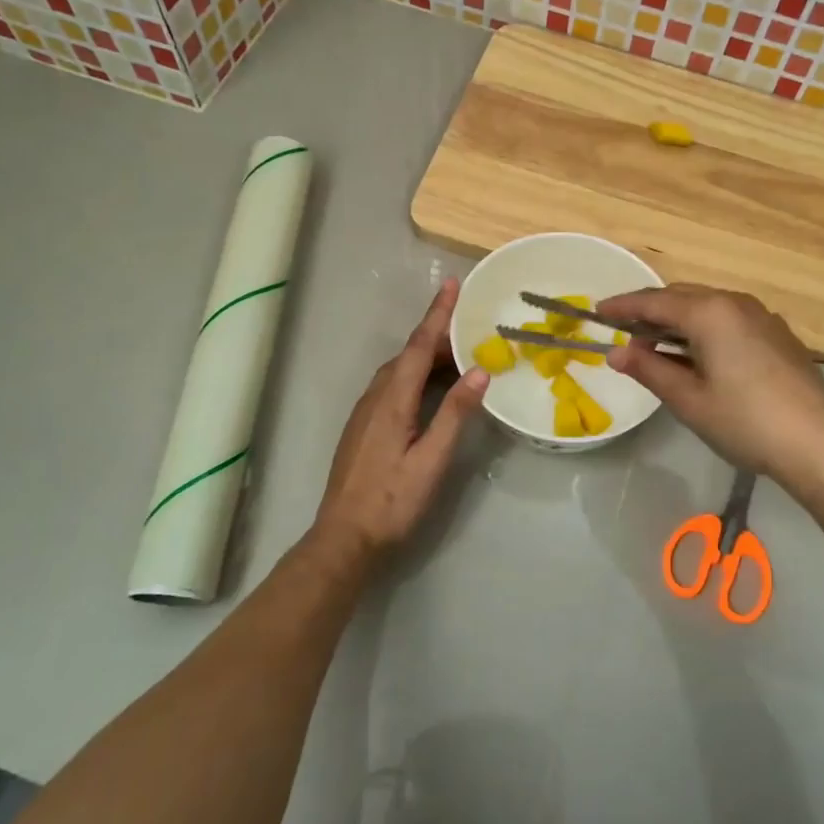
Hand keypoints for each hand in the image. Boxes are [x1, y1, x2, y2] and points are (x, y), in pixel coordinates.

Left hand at [311, 278, 488, 563]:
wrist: (343, 538)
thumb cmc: (392, 501)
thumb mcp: (431, 460)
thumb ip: (455, 414)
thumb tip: (480, 370)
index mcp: (392, 399)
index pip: (420, 346)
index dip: (437, 314)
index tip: (452, 284)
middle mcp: (376, 397)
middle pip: (410, 354)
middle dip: (438, 334)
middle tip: (471, 325)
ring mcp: (366, 412)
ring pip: (400, 371)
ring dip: (428, 356)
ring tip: (459, 354)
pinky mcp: (364, 427)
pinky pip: (393, 385)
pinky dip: (417, 375)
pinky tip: (431, 388)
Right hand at [603, 284, 823, 486]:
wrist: (820, 444)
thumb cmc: (746, 422)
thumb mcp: (688, 400)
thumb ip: (649, 370)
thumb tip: (615, 353)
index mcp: (710, 312)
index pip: (654, 301)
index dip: (622, 307)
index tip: (597, 312)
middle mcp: (736, 303)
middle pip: (681, 298)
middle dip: (649, 313)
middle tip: (623, 334)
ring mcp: (761, 317)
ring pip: (706, 307)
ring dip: (676, 322)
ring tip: (654, 348)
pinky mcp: (777, 335)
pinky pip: (728, 320)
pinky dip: (702, 330)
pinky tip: (696, 356)